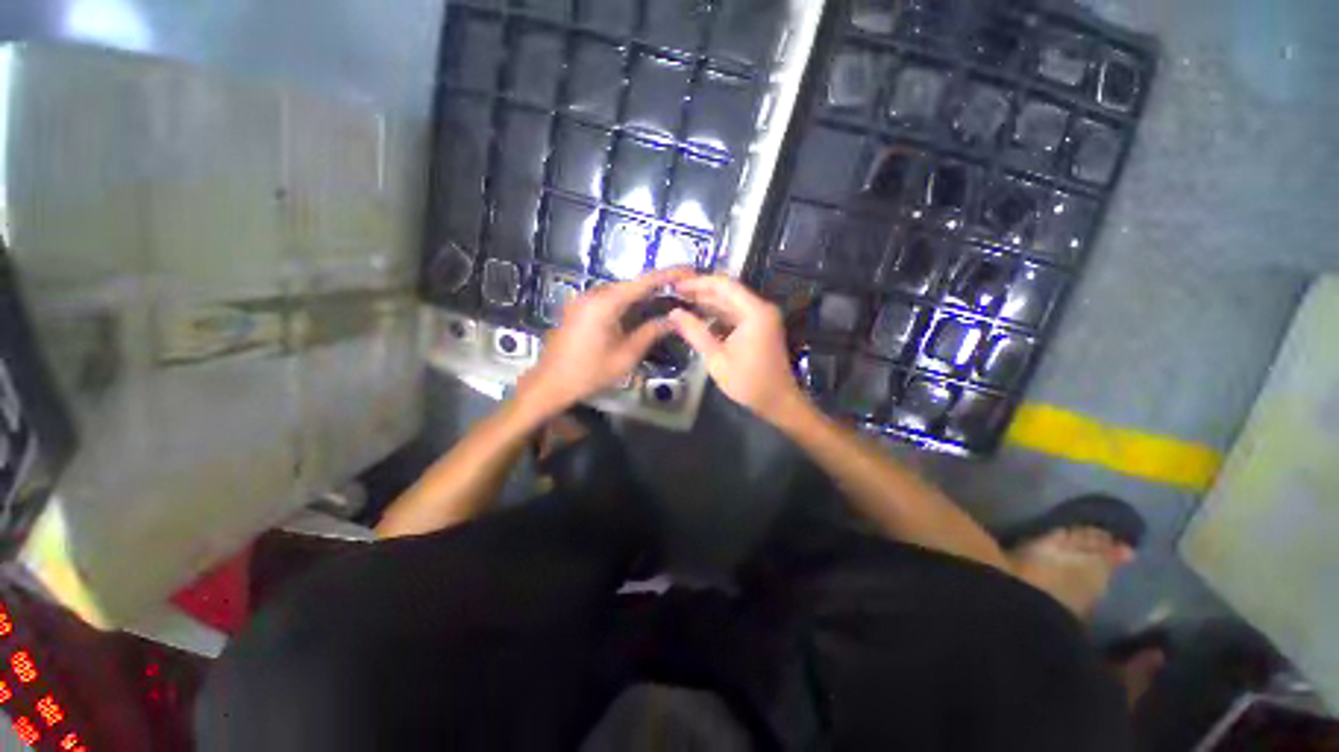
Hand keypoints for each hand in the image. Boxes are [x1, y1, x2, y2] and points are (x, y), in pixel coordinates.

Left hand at [517, 268, 693, 416]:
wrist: (550, 383)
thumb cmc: (590, 372)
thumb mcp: (626, 355)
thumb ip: (651, 332)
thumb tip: (675, 319)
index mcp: (605, 302)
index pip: (644, 282)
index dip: (669, 274)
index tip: (690, 270)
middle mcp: (593, 294)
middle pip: (632, 285)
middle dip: (658, 287)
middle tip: (683, 292)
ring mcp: (583, 300)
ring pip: (621, 292)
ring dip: (643, 296)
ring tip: (667, 302)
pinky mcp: (579, 308)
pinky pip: (609, 300)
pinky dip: (628, 304)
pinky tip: (641, 313)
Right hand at [667, 275, 808, 423]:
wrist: (778, 402)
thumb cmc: (748, 381)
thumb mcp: (716, 358)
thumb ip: (695, 332)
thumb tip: (673, 313)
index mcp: (754, 311)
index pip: (723, 285)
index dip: (698, 282)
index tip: (676, 284)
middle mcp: (760, 308)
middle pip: (727, 292)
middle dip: (701, 292)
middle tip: (674, 293)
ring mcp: (762, 318)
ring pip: (731, 303)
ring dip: (708, 303)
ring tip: (682, 303)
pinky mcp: (760, 328)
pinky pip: (736, 315)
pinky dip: (718, 316)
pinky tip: (699, 319)